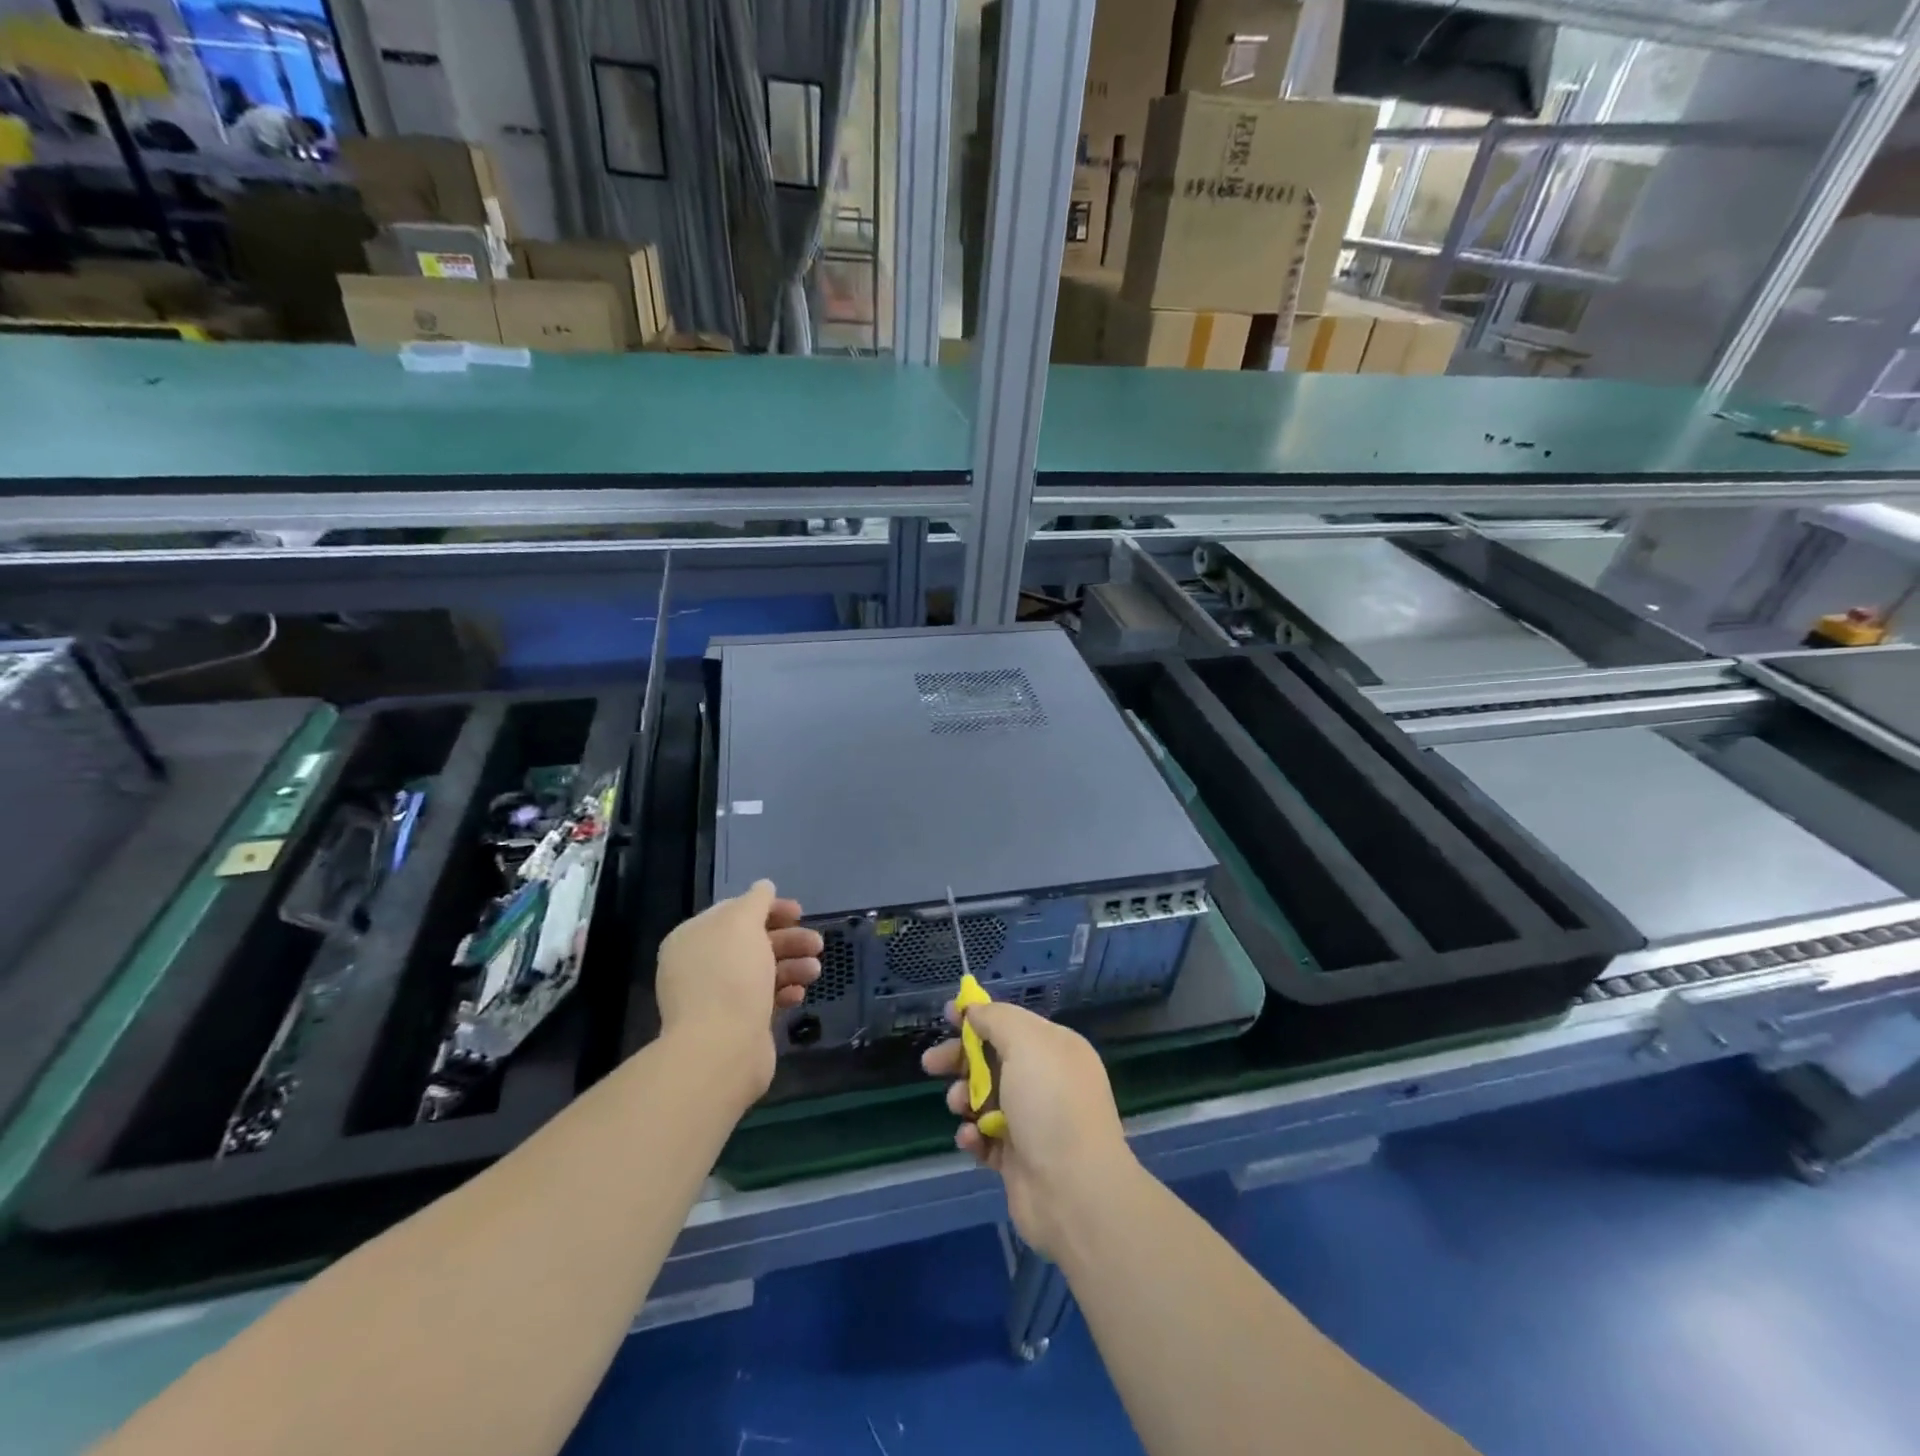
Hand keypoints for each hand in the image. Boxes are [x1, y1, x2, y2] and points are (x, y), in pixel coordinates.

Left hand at [655, 880, 820, 1101]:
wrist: (721, 1049)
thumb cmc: (730, 977)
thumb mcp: (742, 924)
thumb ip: (756, 901)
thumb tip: (764, 886)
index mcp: (694, 938)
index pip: (734, 912)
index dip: (769, 908)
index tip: (800, 912)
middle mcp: (702, 965)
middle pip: (752, 941)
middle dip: (788, 939)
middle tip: (817, 943)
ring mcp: (718, 996)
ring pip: (762, 970)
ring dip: (792, 965)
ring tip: (814, 971)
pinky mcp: (736, 1022)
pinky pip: (764, 998)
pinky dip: (784, 992)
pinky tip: (799, 994)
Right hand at [922, 1000, 1137, 1259]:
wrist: (1074, 1192)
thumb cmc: (1050, 1104)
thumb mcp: (1025, 1043)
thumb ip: (997, 1019)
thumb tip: (976, 1010)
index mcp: (1055, 1049)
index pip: (1012, 1023)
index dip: (979, 1017)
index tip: (948, 1016)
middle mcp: (1046, 1081)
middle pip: (993, 1060)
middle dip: (961, 1059)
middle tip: (931, 1064)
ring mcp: (1033, 1122)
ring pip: (985, 1098)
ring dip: (964, 1097)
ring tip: (959, 1105)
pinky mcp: (1018, 1160)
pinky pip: (986, 1137)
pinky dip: (973, 1135)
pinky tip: (971, 1138)